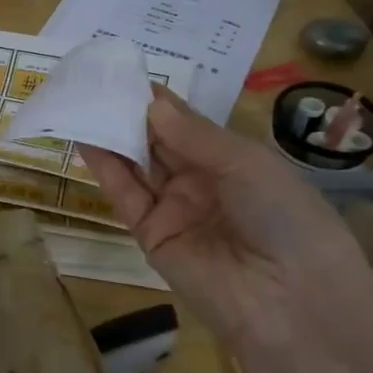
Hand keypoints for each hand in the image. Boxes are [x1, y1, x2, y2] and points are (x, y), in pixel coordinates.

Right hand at [79, 87, 372, 355]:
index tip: (125, 72)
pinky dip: (106, 168)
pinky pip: (126, 195)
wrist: (290, 300)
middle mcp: (202, 182)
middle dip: (130, 114)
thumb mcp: (245, 164)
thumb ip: (192, 135)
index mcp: (234, 161)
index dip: (159, 102)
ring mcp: (174, 209)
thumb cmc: (284, 216)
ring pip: (137, 165)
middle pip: (158, 142)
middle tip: (94, 82)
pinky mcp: (150, 235)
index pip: (188, 125)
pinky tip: (86, 138)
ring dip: (112, 136)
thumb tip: (149, 103)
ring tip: (82, 102)